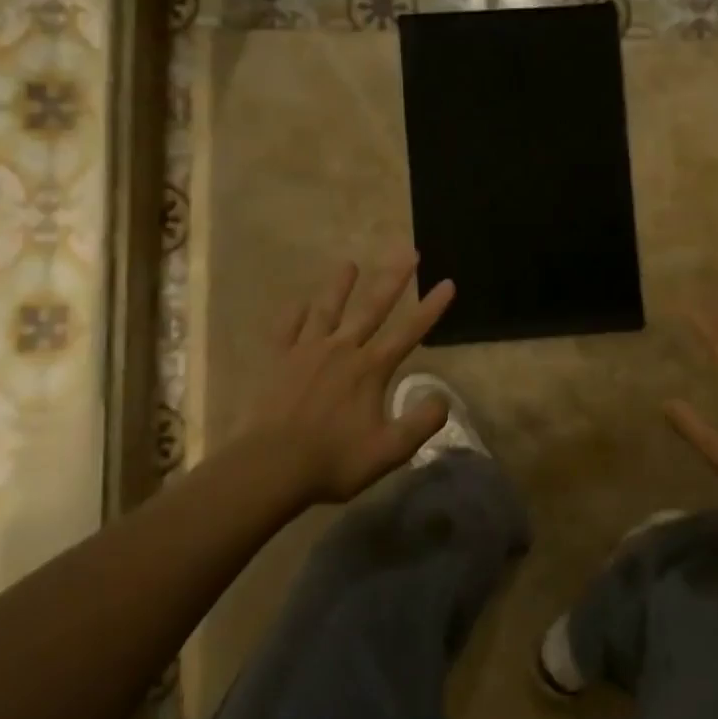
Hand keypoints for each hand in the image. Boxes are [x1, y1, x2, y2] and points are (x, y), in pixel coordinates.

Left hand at [233, 257, 455, 504]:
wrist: (270, 466)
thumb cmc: (333, 460)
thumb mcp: (390, 450)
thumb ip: (421, 423)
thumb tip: (442, 398)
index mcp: (370, 369)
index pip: (409, 332)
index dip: (431, 308)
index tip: (447, 283)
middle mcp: (342, 350)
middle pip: (372, 308)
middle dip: (394, 279)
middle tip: (409, 252)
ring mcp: (306, 351)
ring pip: (328, 309)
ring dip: (340, 285)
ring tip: (350, 263)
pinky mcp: (278, 361)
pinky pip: (287, 329)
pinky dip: (295, 313)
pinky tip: (300, 302)